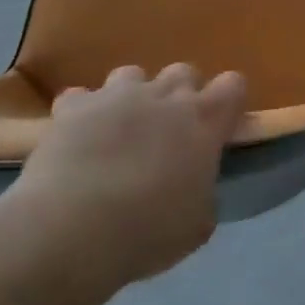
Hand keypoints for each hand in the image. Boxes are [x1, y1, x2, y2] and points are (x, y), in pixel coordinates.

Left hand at [4, 64, 247, 291]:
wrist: (71, 231)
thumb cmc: (146, 232)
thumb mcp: (195, 226)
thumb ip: (203, 196)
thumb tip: (197, 192)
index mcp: (206, 120)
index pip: (233, 85)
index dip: (227, 102)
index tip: (219, 126)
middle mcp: (167, 96)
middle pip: (183, 72)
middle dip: (178, 95)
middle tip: (167, 131)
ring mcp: (118, 96)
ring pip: (132, 75)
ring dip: (129, 98)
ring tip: (117, 131)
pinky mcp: (74, 107)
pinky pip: (79, 97)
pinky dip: (80, 114)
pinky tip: (74, 138)